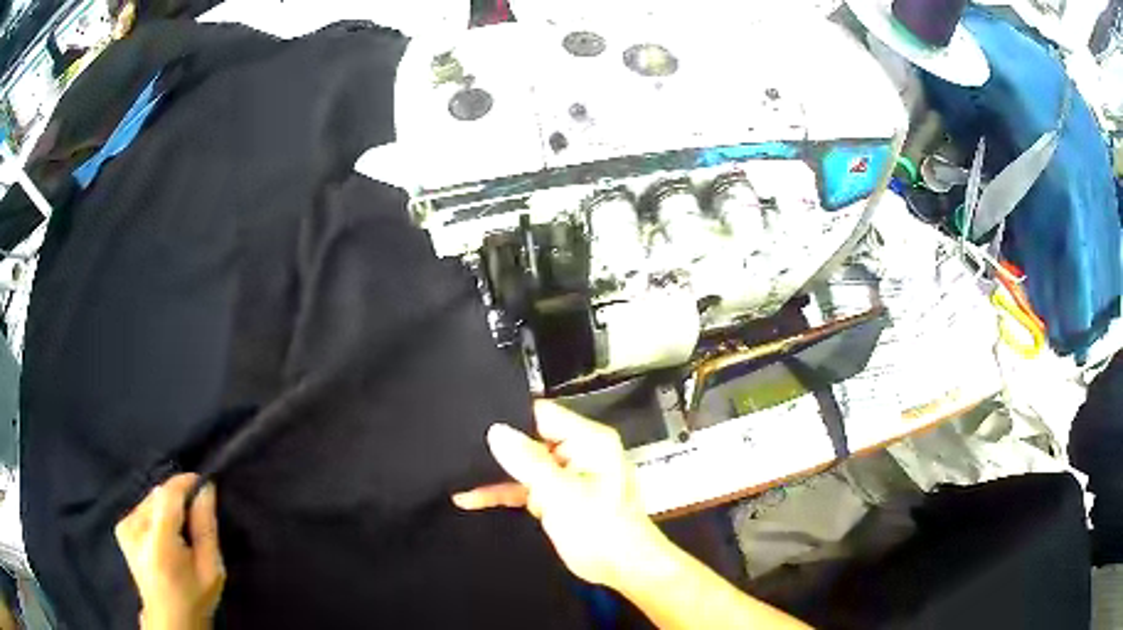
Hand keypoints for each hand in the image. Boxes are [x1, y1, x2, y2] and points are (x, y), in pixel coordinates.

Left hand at [115, 474, 224, 629]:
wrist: (170, 619)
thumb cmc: (195, 598)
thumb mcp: (211, 569)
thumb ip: (206, 527)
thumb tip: (205, 489)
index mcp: (159, 542)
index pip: (168, 494)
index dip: (185, 483)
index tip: (203, 483)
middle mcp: (135, 528)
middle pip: (159, 495)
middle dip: (178, 500)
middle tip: (195, 520)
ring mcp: (125, 527)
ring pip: (150, 500)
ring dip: (167, 508)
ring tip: (180, 532)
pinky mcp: (120, 528)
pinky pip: (142, 508)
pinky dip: (156, 515)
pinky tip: (164, 536)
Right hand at [453, 400, 668, 589]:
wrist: (621, 568)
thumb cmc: (602, 530)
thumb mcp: (561, 493)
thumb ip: (528, 461)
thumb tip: (497, 431)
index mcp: (590, 441)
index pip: (543, 414)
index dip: (510, 417)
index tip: (476, 423)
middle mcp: (579, 452)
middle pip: (531, 439)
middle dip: (499, 448)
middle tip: (459, 448)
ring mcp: (567, 475)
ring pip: (525, 466)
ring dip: (496, 474)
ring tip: (458, 473)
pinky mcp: (558, 496)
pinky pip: (526, 487)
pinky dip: (504, 492)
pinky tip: (471, 498)